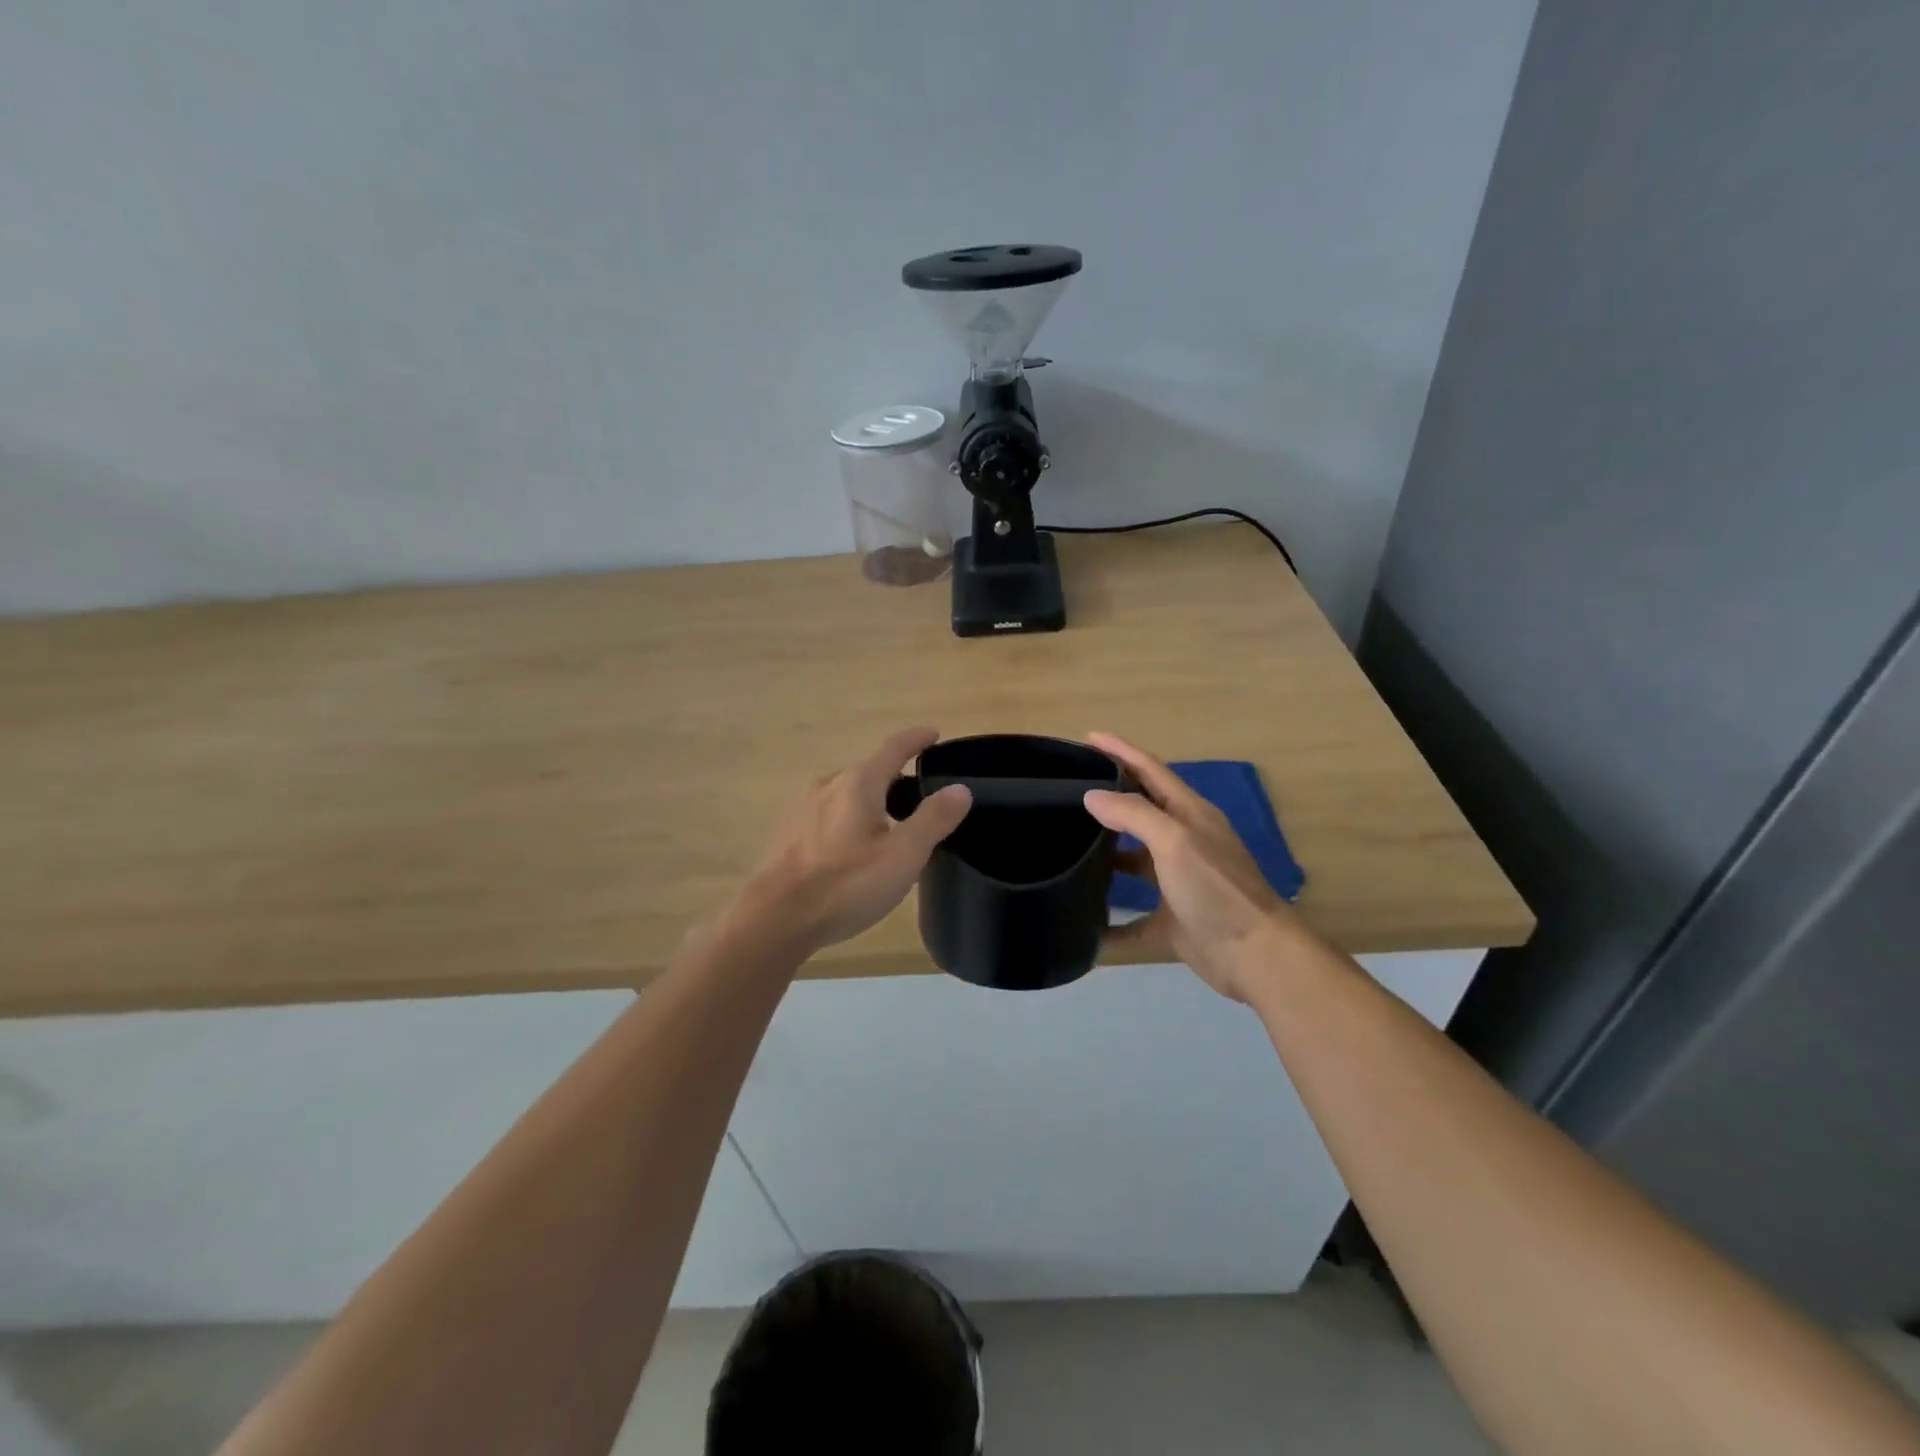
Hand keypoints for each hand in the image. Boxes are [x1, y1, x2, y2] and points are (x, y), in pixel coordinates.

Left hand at [735, 727, 971, 954]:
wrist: (775, 917)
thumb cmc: (846, 884)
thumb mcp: (903, 855)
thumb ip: (933, 819)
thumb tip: (960, 789)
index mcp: (858, 783)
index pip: (893, 748)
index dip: (916, 739)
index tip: (933, 733)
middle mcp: (827, 785)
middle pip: (868, 772)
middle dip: (894, 779)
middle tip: (918, 797)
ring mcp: (802, 808)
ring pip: (845, 794)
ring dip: (869, 801)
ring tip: (887, 827)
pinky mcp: (787, 833)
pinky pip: (826, 814)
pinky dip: (847, 820)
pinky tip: (850, 849)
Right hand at [1083, 733, 1295, 1001]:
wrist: (1256, 955)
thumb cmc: (1215, 889)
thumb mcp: (1174, 841)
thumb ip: (1133, 814)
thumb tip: (1092, 796)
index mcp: (1189, 814)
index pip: (1150, 770)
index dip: (1121, 751)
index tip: (1088, 737)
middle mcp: (1183, 842)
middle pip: (1141, 812)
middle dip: (1109, 799)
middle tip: (1067, 792)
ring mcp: (1179, 882)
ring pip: (1136, 862)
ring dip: (1107, 856)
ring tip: (1068, 849)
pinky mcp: (1174, 919)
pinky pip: (1135, 920)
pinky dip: (1113, 925)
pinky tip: (1087, 928)